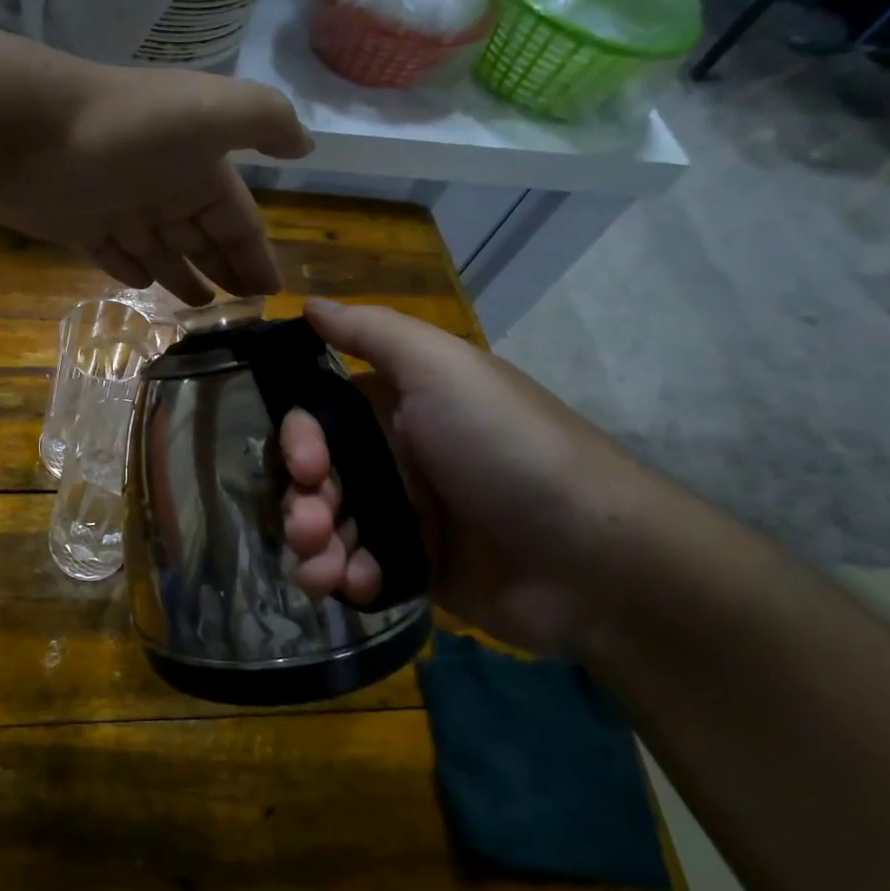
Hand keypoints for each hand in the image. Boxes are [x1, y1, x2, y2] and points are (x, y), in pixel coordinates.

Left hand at [0, 58, 311, 303]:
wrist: (27, 132)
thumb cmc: (131, 129)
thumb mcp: (215, 113)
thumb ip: (266, 121)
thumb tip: (305, 144)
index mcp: (199, 163)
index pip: (239, 218)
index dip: (256, 253)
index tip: (271, 293)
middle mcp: (162, 183)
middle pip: (202, 235)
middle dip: (224, 267)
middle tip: (241, 309)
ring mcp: (117, 205)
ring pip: (161, 249)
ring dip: (183, 275)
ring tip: (201, 309)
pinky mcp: (76, 224)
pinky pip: (114, 253)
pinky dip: (131, 268)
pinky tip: (144, 285)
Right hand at [280, 299, 676, 654]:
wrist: (591, 560)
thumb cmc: (505, 449)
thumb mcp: (443, 369)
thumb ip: (370, 332)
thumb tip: (308, 303)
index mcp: (395, 407)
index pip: (316, 419)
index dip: (297, 441)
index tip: (308, 467)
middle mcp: (393, 457)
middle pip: (313, 477)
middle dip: (300, 502)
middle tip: (310, 528)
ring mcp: (403, 516)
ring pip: (326, 526)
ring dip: (312, 548)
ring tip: (324, 573)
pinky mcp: (414, 567)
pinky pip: (355, 569)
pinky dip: (345, 577)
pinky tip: (356, 586)